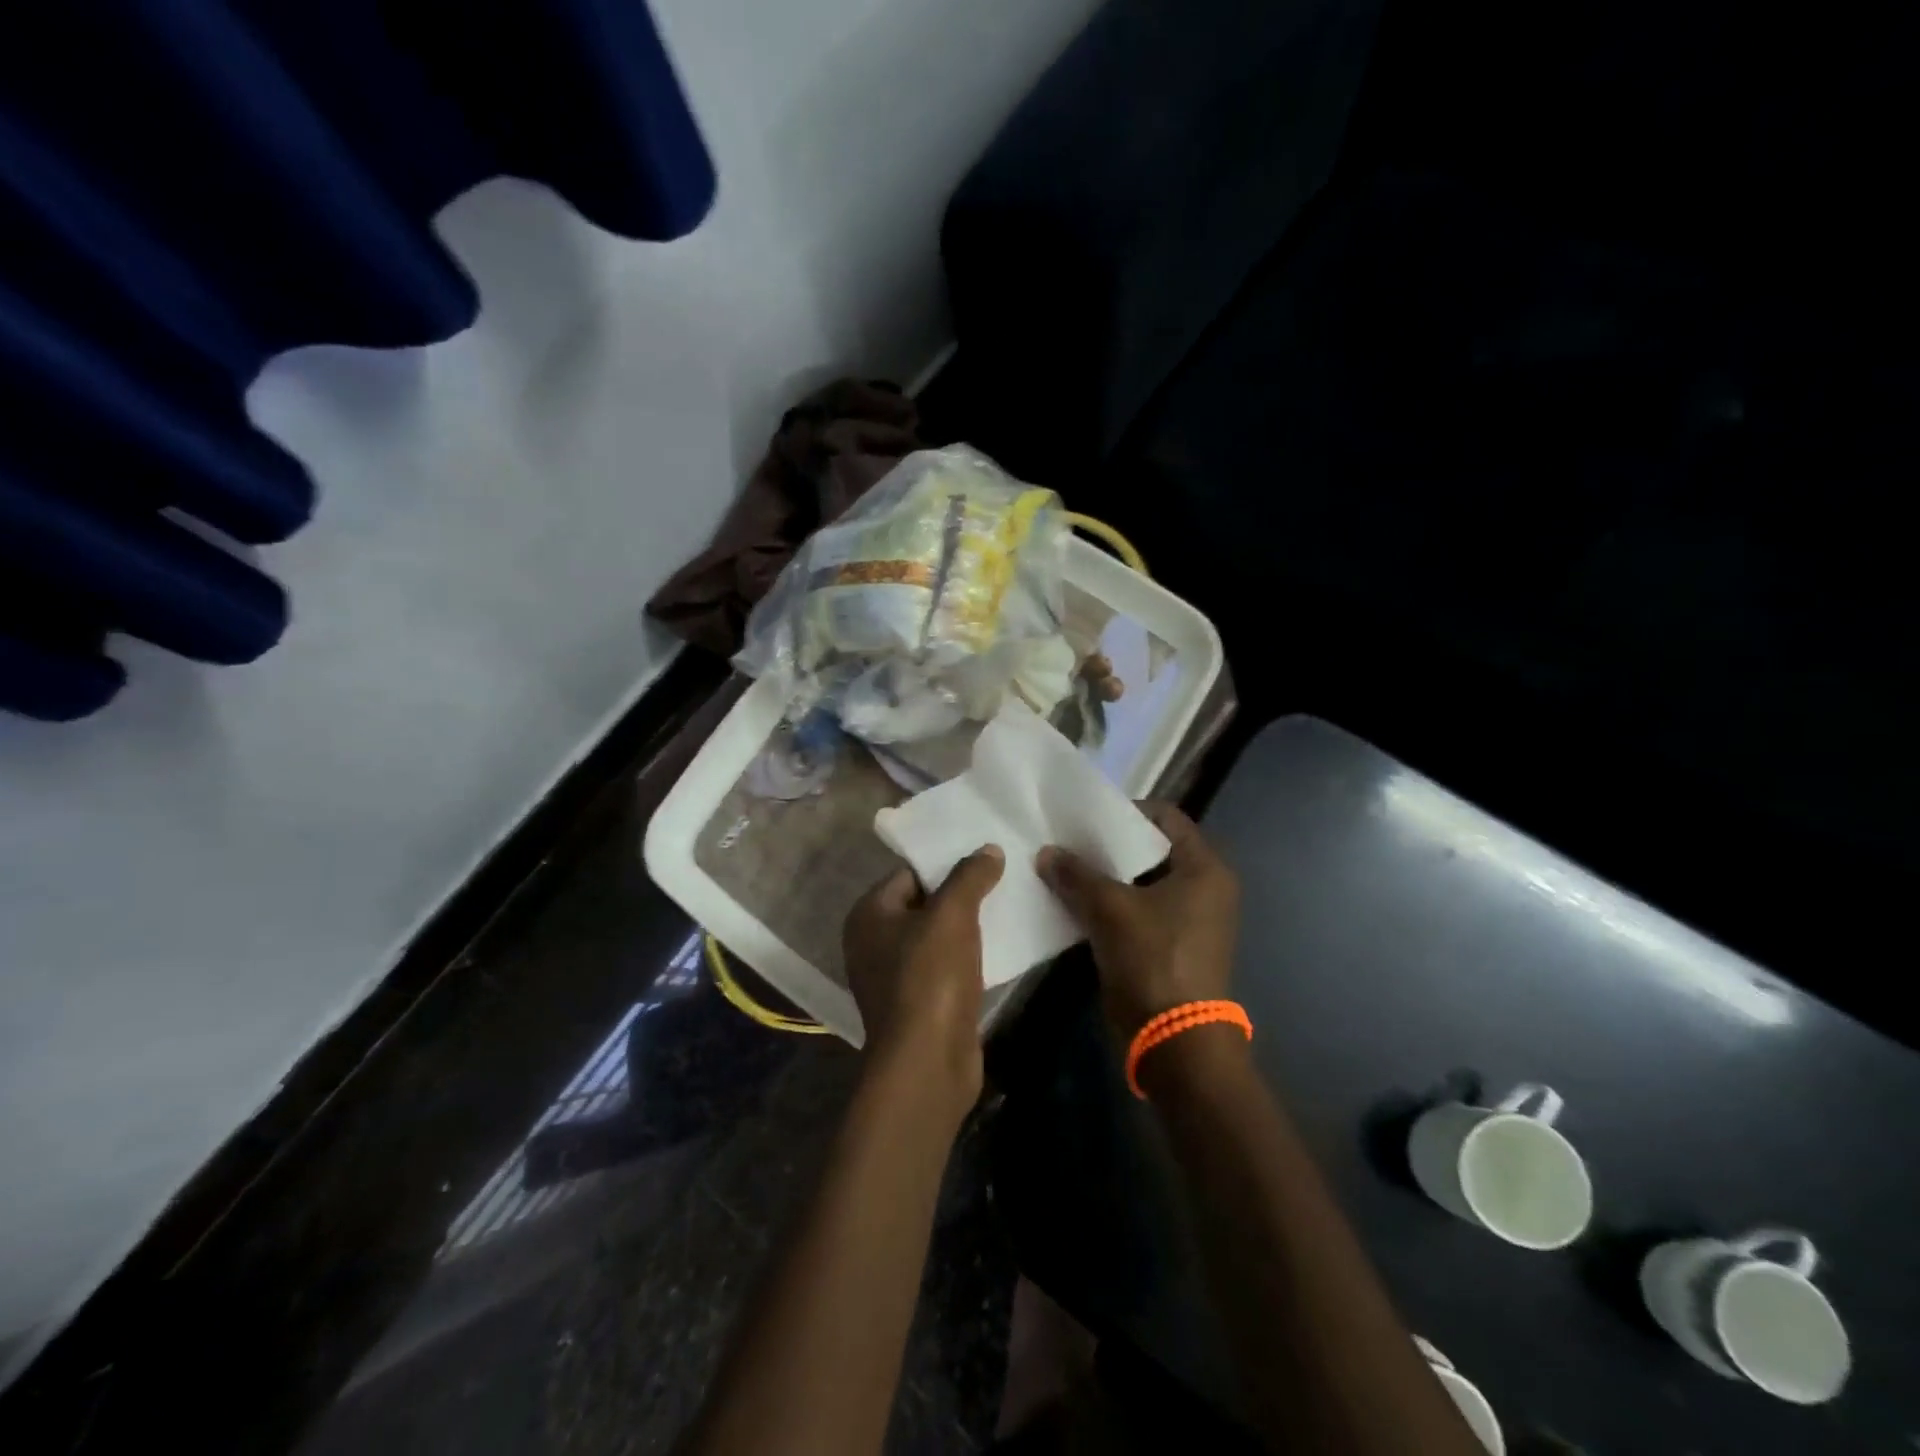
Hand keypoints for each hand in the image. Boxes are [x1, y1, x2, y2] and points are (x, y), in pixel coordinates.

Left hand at [843, 846, 1004, 1119]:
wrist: (928, 1064)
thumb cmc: (930, 979)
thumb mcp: (952, 915)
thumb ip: (969, 876)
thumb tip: (988, 849)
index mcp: (868, 915)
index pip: (910, 873)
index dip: (946, 863)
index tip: (985, 856)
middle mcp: (873, 943)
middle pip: (924, 903)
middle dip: (961, 893)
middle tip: (1002, 877)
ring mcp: (894, 977)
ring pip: (937, 937)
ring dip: (968, 926)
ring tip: (1007, 905)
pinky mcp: (918, 1004)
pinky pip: (945, 966)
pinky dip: (968, 956)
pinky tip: (1000, 946)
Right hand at [1037, 803, 1239, 1039]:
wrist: (1175, 1040)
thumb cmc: (1153, 959)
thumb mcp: (1110, 909)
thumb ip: (1076, 874)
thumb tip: (1046, 852)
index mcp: (1204, 868)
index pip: (1165, 817)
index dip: (1126, 810)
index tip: (1087, 815)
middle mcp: (1204, 887)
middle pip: (1151, 849)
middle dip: (1110, 844)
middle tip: (1069, 839)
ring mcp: (1189, 918)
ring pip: (1141, 882)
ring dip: (1106, 876)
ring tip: (1065, 866)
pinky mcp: (1171, 944)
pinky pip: (1138, 909)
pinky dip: (1111, 903)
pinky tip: (1074, 900)